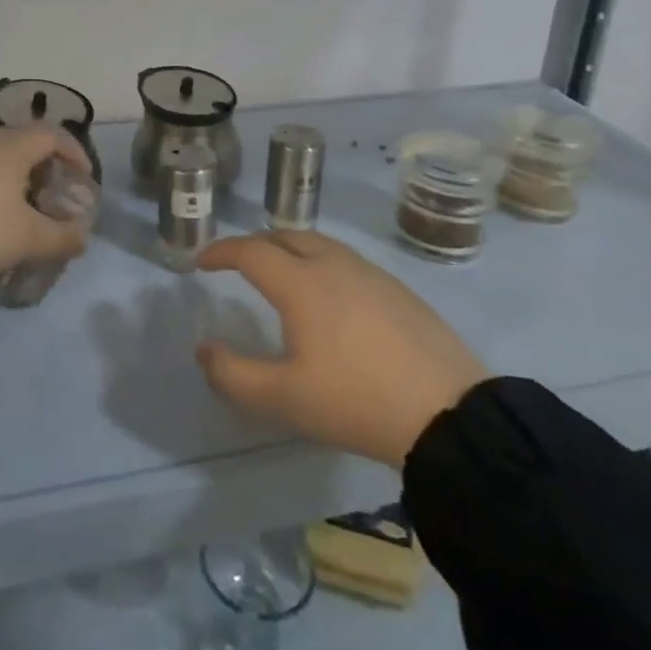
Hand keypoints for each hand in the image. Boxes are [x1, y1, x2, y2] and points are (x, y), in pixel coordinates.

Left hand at [0, 126, 93, 285]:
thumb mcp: (29, 239)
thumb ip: (63, 237)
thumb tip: (83, 238)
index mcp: (13, 148)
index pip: (53, 135)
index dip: (75, 152)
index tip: (84, 177)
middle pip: (25, 143)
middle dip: (45, 165)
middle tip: (55, 193)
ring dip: (17, 177)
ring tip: (24, 209)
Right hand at [194, 230, 488, 467]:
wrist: (448, 413)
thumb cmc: (355, 400)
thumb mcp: (283, 398)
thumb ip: (233, 374)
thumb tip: (204, 349)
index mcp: (301, 283)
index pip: (251, 251)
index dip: (222, 251)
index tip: (202, 260)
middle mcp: (334, 264)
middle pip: (287, 236)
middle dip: (256, 243)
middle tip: (239, 263)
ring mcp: (371, 274)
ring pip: (321, 244)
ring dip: (291, 249)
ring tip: (282, 272)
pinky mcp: (399, 290)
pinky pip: (347, 261)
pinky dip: (322, 263)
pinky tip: (331, 295)